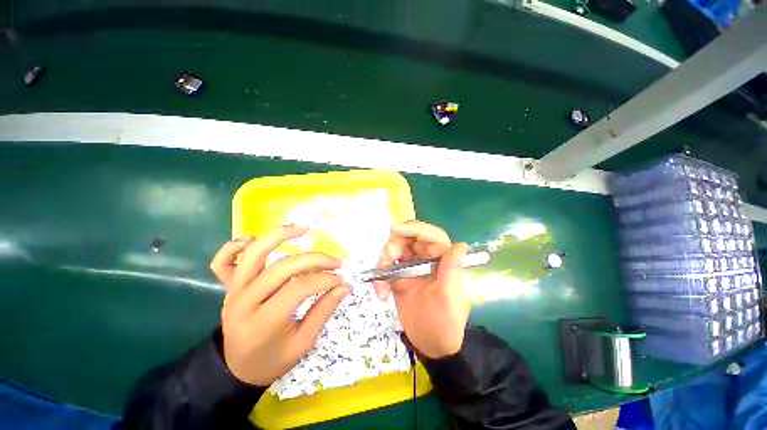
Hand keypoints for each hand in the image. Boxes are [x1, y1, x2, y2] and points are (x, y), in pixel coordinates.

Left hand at [209, 225, 350, 386]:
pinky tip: (253, 238)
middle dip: (314, 260)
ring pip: (254, 254)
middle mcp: (244, 303)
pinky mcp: (227, 287)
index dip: (324, 279)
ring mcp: (232, 292)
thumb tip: (344, 286)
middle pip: (282, 268)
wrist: (236, 369)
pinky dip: (234, 246)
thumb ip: (324, 311)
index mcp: (263, 323)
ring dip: (279, 236)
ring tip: (303, 229)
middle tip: (335, 262)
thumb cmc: (272, 360)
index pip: (299, 288)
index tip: (340, 279)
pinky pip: (222, 262)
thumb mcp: (303, 344)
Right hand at [374, 221, 469, 358]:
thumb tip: (460, 245)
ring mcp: (411, 265)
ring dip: (383, 261)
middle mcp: (427, 257)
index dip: (412, 228)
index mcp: (443, 257)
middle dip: (393, 245)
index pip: (429, 234)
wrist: (431, 344)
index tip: (393, 230)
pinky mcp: (399, 275)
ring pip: (394, 249)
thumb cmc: (445, 323)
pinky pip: (386, 265)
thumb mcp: (450, 299)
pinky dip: (380, 275)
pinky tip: (381, 292)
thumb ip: (453, 272)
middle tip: (386, 261)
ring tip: (382, 286)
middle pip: (406, 237)